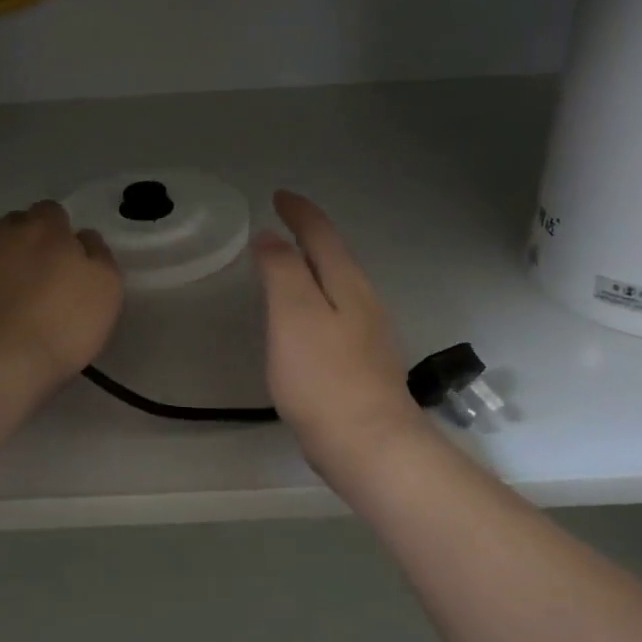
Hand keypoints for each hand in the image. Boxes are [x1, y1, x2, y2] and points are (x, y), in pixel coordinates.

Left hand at [0, 201, 122, 404]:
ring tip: (1, 303)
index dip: (59, 234)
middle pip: (16, 225)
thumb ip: (98, 257)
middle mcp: (2, 232)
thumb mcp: (105, 293)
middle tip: (36, 282)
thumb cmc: (57, 330)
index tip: (65, 263)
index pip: (52, 213)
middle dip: (25, 244)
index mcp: (47, 229)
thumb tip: (82, 239)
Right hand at [254, 191, 422, 473]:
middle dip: (310, 234)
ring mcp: (368, 334)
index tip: (279, 196)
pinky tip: (305, 320)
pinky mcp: (363, 364)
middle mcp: (363, 301)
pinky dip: (316, 299)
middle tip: (282, 223)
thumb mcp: (293, 314)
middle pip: (335, 256)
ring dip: (314, 267)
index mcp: (347, 283)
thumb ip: (282, 270)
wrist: (369, 446)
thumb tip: (272, 237)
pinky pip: (336, 314)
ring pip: (338, 285)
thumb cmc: (324, 377)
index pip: (322, 234)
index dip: (299, 212)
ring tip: (289, 264)